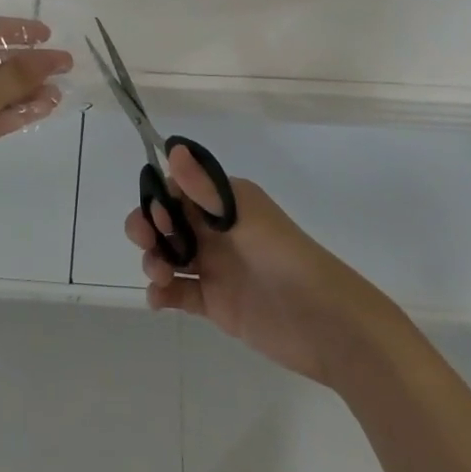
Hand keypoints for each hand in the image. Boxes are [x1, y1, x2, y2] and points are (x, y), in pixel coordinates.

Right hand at [125, 144, 380, 384]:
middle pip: (167, 222)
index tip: (158, 216)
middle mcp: (216, 230)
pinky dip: (162, 293)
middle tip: (145, 242)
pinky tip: (158, 299)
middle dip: (147, 228)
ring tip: (161, 276)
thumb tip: (173, 148)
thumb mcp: (246, 219)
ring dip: (153, 260)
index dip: (160, 199)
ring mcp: (214, 266)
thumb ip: (206, 190)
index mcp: (225, 202)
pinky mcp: (214, 302)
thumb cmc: (285, 259)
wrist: (325, 323)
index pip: (179, 190)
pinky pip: (179, 292)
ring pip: (169, 255)